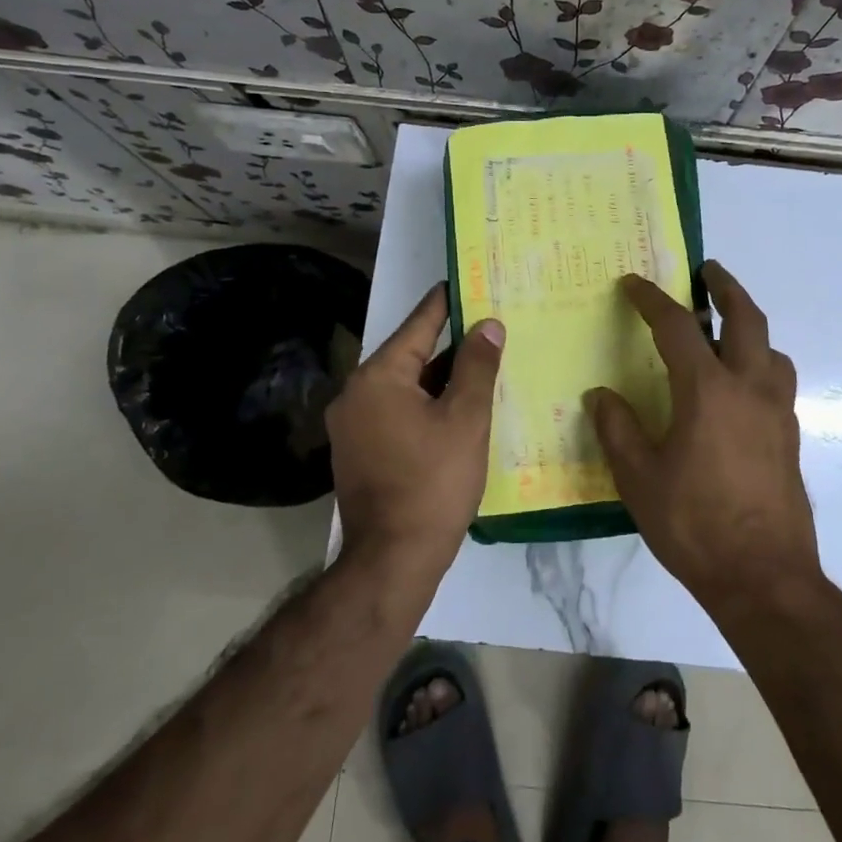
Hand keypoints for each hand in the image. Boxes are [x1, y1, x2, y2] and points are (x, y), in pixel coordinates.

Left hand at [328, 284, 503, 566]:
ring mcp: (353, 426)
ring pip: (405, 387)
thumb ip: (477, 366)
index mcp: (378, 378)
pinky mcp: (359, 451)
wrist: (392, 559)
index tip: (466, 282)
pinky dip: (426, 405)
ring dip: (440, 379)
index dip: (445, 304)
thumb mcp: (465, 419)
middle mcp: (356, 394)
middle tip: (487, 328)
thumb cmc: (433, 483)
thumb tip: (488, 325)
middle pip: (410, 356)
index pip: (418, 326)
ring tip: (481, 365)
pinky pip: (397, 412)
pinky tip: (457, 408)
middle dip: (449, 344)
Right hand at [585, 261, 819, 610]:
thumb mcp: (639, 478)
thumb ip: (617, 429)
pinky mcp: (791, 436)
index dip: (651, 300)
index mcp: (707, 390)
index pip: (676, 327)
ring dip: (750, 326)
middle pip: (745, 318)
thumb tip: (600, 395)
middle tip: (708, 270)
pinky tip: (742, 387)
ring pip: (771, 348)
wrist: (764, 577)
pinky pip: (778, 380)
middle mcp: (749, 387)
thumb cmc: (694, 524)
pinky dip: (761, 363)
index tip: (633, 284)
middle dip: (725, 287)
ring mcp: (777, 411)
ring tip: (727, 330)